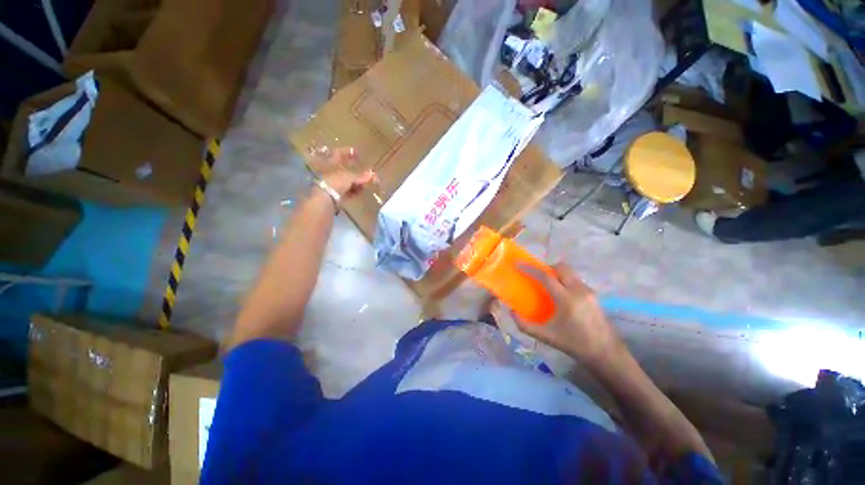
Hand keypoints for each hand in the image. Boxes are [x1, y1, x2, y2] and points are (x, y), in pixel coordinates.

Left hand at [318, 147, 376, 199]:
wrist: (326, 198)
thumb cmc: (335, 181)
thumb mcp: (350, 176)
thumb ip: (362, 176)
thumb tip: (373, 175)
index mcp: (331, 162)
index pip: (339, 153)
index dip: (348, 152)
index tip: (358, 153)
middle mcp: (332, 172)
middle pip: (346, 169)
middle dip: (358, 171)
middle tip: (368, 172)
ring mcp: (335, 183)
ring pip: (349, 181)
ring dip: (359, 182)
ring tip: (368, 183)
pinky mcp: (339, 194)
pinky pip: (350, 191)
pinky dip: (356, 190)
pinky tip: (363, 191)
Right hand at [515, 263, 622, 366]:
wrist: (605, 352)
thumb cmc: (574, 344)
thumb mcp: (546, 336)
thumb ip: (525, 325)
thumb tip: (512, 312)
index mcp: (566, 300)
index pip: (546, 277)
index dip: (530, 268)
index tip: (519, 264)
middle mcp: (579, 290)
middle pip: (560, 268)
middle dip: (546, 267)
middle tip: (536, 274)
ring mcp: (588, 291)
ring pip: (569, 272)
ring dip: (556, 273)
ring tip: (547, 284)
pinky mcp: (593, 294)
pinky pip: (575, 279)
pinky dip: (564, 279)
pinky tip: (560, 293)